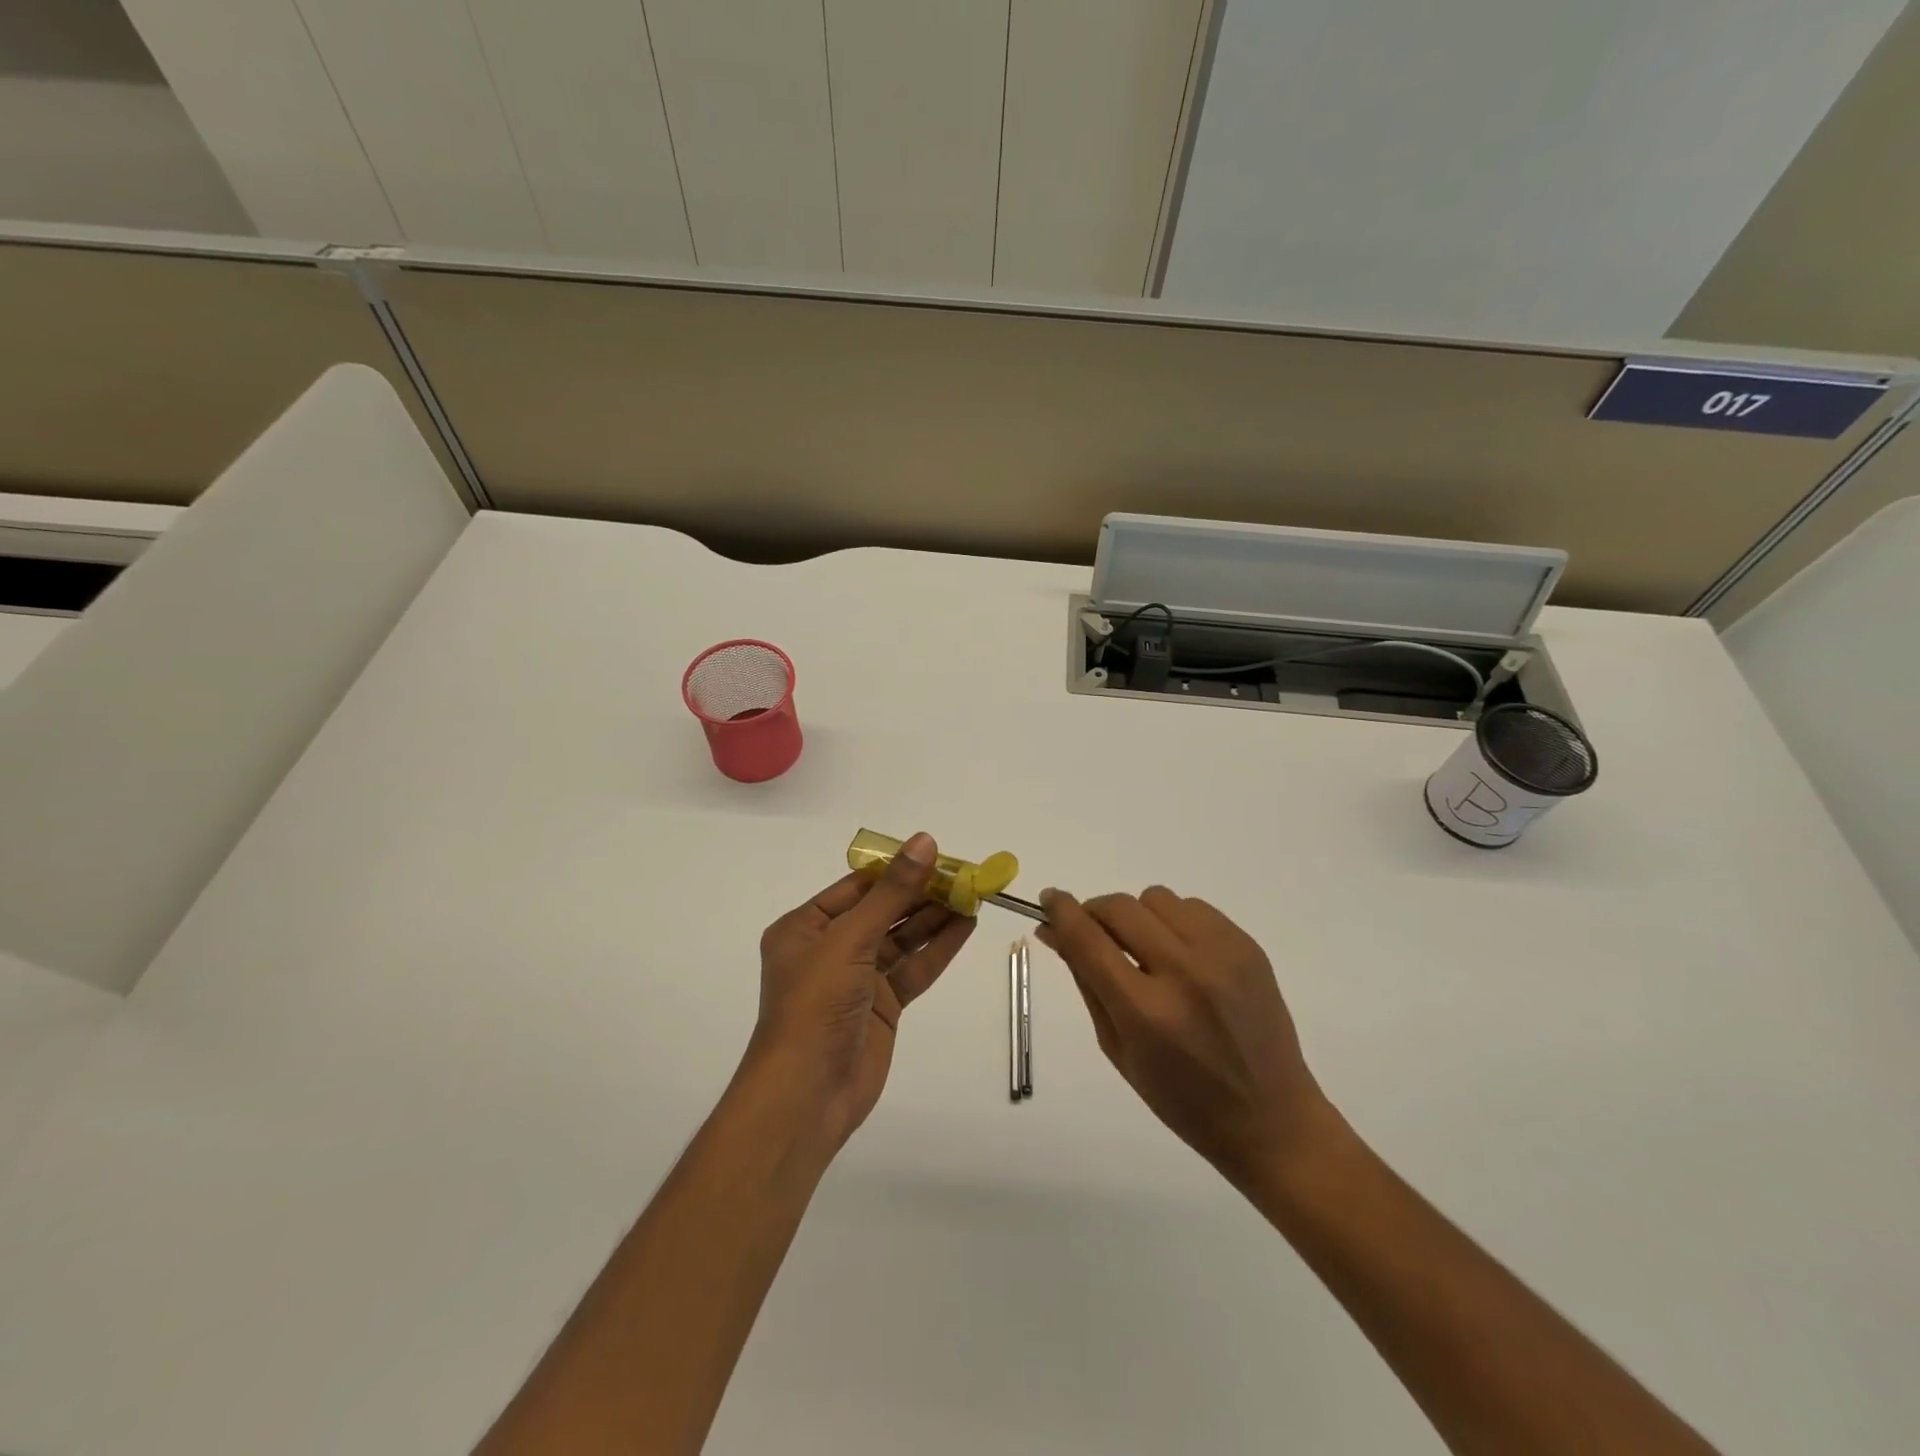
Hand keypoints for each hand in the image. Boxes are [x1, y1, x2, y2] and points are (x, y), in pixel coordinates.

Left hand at [745, 833, 973, 1148]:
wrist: (808, 1094)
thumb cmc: (816, 1004)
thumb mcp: (850, 939)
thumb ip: (892, 893)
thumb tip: (924, 842)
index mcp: (804, 927)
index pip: (857, 886)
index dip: (897, 870)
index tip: (936, 854)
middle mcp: (830, 948)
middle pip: (883, 911)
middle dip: (921, 894)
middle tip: (964, 875)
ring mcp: (857, 979)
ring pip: (901, 939)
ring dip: (935, 918)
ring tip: (973, 896)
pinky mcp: (881, 1006)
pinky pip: (912, 968)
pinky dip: (938, 949)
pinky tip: (965, 927)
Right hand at [1036, 887, 1328, 1191]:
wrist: (1271, 1118)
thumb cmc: (1183, 1099)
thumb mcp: (1118, 1049)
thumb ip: (1086, 982)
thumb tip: (1053, 932)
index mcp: (1146, 1012)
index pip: (1088, 939)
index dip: (1061, 911)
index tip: (1048, 899)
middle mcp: (1184, 973)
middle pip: (1120, 907)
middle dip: (1095, 911)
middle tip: (1093, 931)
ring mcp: (1222, 955)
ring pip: (1156, 898)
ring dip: (1138, 917)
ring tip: (1146, 951)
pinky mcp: (1247, 946)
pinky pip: (1193, 907)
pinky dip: (1175, 922)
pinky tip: (1182, 956)